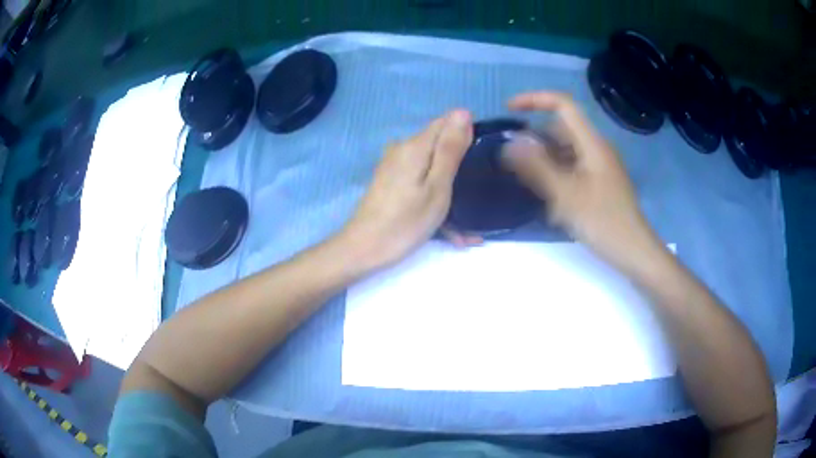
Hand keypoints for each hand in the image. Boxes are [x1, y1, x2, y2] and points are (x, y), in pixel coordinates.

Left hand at [341, 110, 473, 267]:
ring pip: (431, 169)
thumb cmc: (405, 222)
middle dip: (459, 167)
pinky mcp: (390, 183)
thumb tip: (463, 112)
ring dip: (449, 191)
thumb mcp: (437, 186)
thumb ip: (450, 148)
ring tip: (467, 228)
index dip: (466, 134)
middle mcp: (401, 150)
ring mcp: (393, 167)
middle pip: (438, 146)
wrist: (363, 249)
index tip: (481, 159)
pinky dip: (434, 201)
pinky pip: (419, 184)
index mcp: (414, 146)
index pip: (446, 122)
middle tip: (476, 196)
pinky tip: (450, 231)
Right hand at [502, 92, 661, 270]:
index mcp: (591, 143)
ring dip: (545, 157)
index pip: (563, 105)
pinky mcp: (599, 182)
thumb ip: (536, 167)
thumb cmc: (603, 221)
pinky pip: (573, 167)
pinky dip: (556, 172)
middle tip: (514, 157)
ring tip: (527, 180)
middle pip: (562, 128)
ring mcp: (599, 166)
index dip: (535, 99)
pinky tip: (547, 195)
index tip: (509, 109)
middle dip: (536, 137)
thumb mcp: (565, 194)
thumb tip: (509, 143)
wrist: (633, 251)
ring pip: (566, 149)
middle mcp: (596, 148)